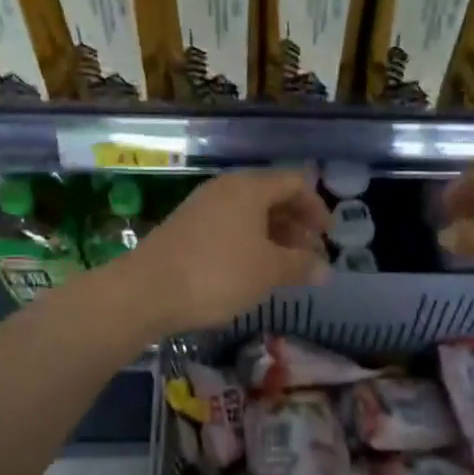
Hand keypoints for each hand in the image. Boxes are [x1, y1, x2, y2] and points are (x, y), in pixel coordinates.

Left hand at [116, 170, 329, 335]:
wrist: (145, 291)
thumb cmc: (217, 274)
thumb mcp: (268, 271)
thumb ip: (300, 266)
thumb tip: (325, 270)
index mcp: (249, 188)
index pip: (294, 183)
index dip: (317, 207)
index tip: (327, 237)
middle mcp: (226, 189)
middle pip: (271, 197)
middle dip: (296, 225)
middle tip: (309, 256)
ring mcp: (202, 207)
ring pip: (249, 214)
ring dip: (273, 237)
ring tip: (285, 268)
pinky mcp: (186, 229)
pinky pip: (229, 227)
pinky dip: (249, 243)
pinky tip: (252, 271)